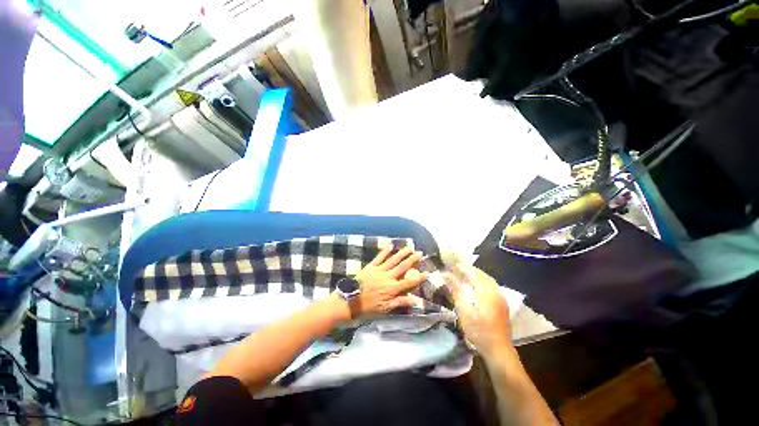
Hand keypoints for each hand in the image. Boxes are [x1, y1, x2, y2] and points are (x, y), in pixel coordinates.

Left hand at [348, 246, 427, 318]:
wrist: (349, 300)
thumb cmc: (367, 307)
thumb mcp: (384, 309)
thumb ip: (399, 303)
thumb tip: (415, 300)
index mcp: (392, 288)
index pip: (409, 282)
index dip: (419, 277)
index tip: (427, 272)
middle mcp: (388, 277)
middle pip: (403, 267)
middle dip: (412, 260)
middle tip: (420, 253)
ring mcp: (379, 270)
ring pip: (393, 260)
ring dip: (402, 253)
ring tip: (409, 248)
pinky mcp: (371, 266)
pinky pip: (379, 257)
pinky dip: (385, 251)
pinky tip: (390, 245)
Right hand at [446, 264, 511, 356]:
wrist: (498, 350)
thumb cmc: (479, 331)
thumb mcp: (464, 311)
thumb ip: (456, 291)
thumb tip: (446, 275)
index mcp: (487, 292)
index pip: (473, 273)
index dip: (462, 268)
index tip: (452, 265)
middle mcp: (496, 292)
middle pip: (482, 275)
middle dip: (469, 270)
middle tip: (457, 270)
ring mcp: (501, 298)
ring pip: (487, 280)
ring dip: (475, 276)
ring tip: (464, 276)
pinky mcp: (502, 304)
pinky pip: (491, 287)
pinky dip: (481, 283)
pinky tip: (475, 287)